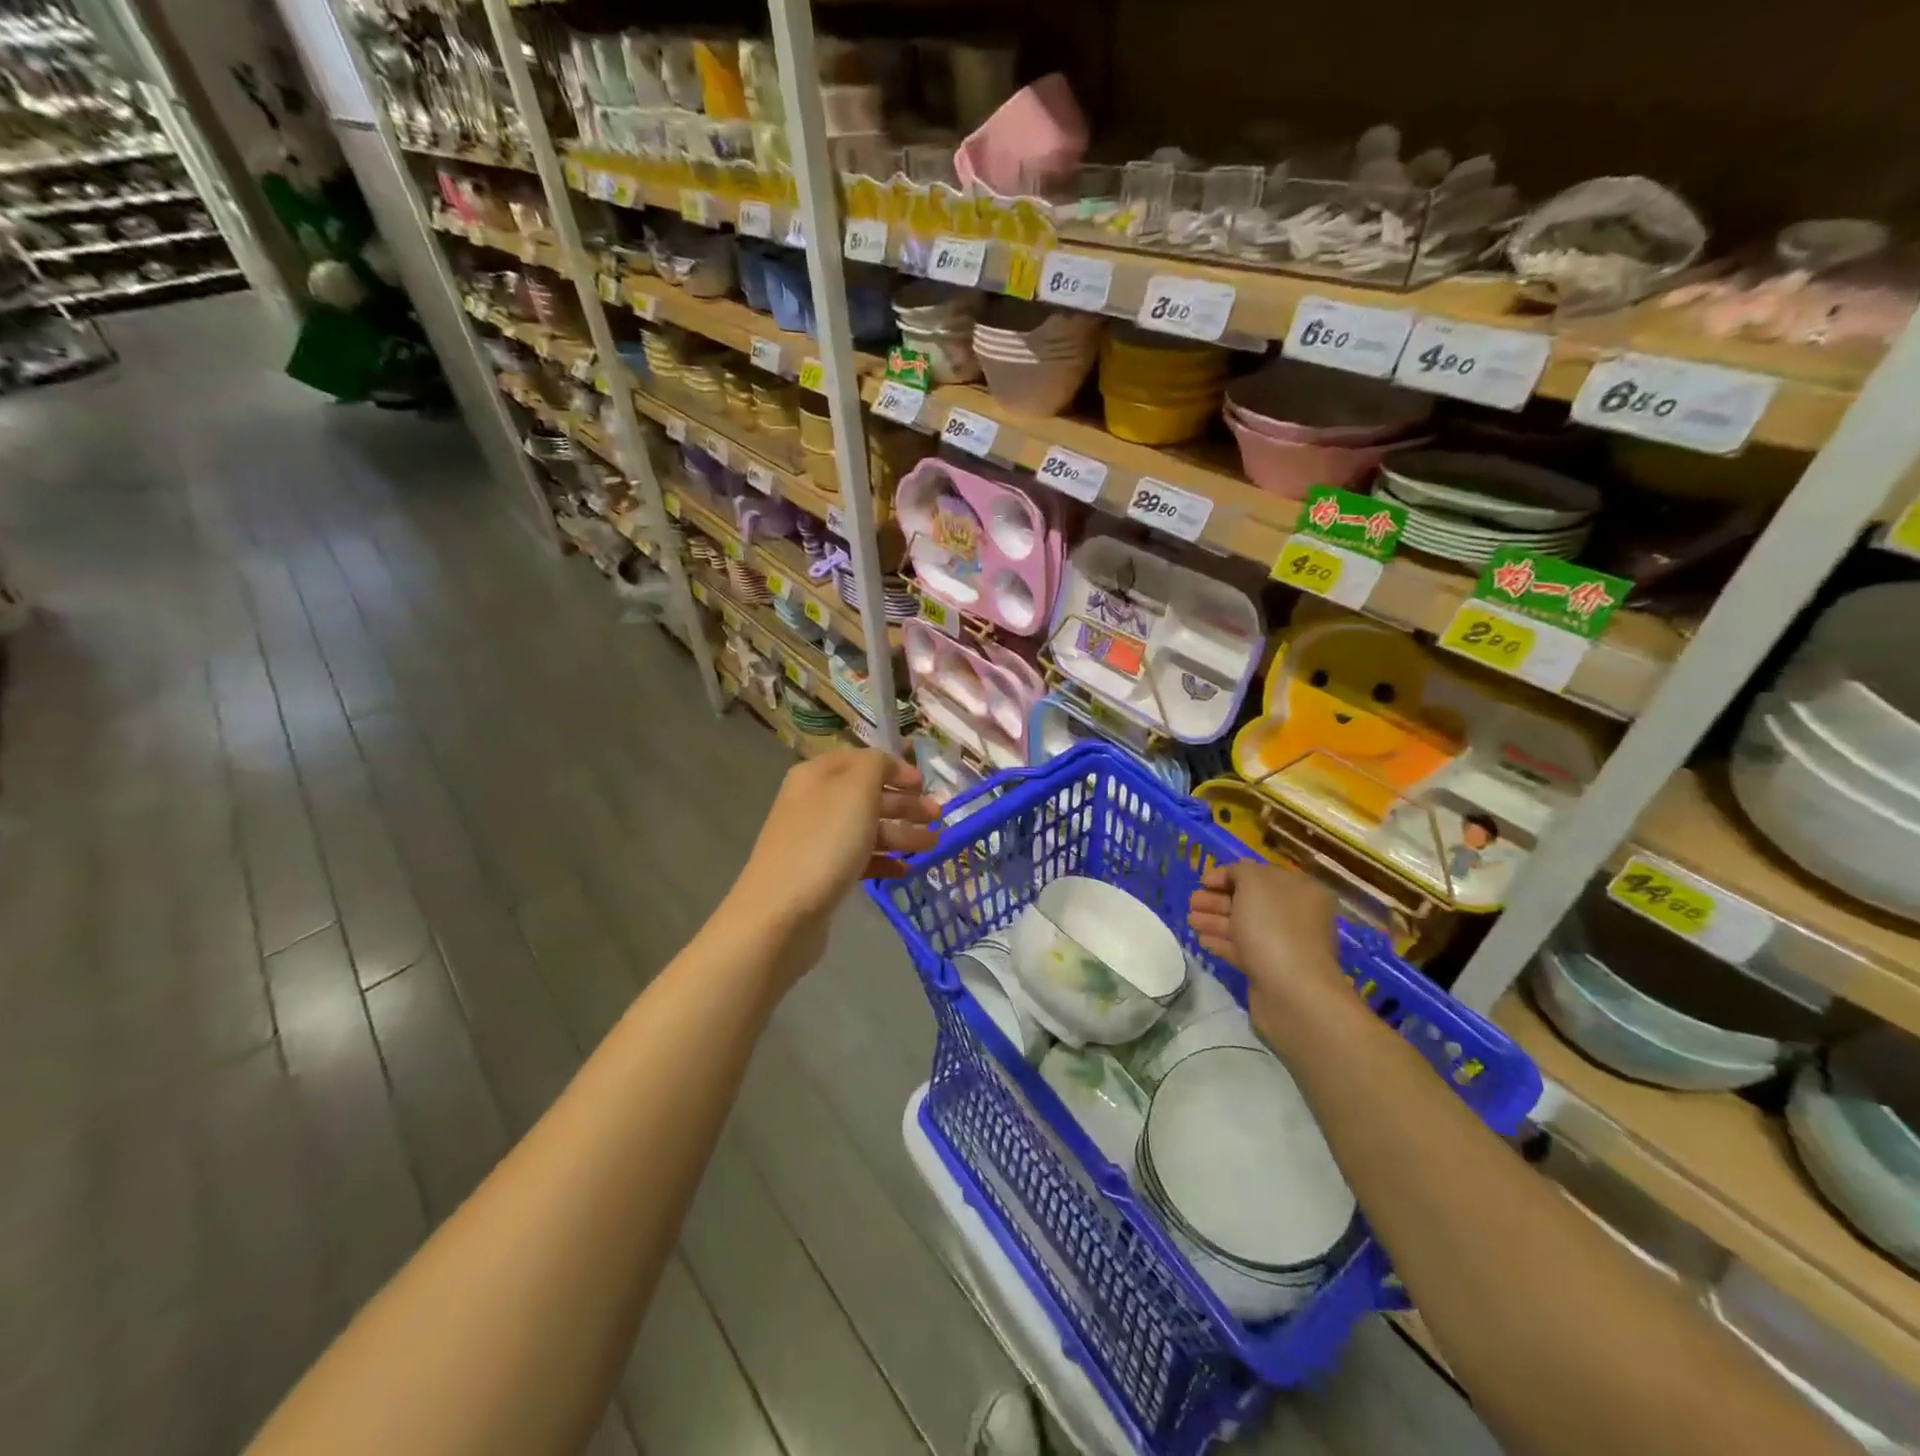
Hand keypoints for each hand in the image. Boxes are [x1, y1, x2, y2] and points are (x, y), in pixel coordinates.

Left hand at [727, 750, 939, 972]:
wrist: (781, 913)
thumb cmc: (824, 843)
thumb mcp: (855, 789)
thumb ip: (876, 765)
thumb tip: (886, 767)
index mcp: (817, 775)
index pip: (862, 760)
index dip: (895, 769)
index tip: (924, 785)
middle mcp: (814, 802)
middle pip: (867, 795)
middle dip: (905, 804)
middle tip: (938, 816)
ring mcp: (815, 840)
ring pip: (866, 828)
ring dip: (902, 833)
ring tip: (933, 845)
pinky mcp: (820, 874)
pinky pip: (858, 859)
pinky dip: (883, 860)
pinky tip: (905, 870)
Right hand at [1188, 862, 1349, 1046]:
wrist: (1293, 992)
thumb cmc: (1274, 928)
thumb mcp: (1254, 883)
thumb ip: (1241, 871)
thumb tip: (1235, 877)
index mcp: (1300, 890)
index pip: (1260, 875)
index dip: (1229, 874)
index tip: (1202, 880)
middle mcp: (1296, 916)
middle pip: (1250, 901)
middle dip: (1218, 899)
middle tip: (1191, 901)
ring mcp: (1285, 945)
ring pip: (1244, 926)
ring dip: (1215, 920)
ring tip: (1190, 920)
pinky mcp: (1271, 970)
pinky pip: (1243, 950)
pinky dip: (1222, 942)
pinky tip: (1202, 940)